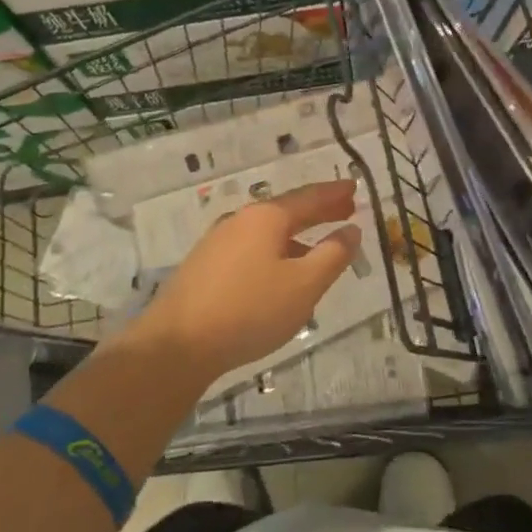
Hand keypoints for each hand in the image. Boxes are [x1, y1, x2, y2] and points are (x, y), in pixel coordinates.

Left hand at [133, 180, 362, 382]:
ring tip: (319, 247)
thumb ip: (332, 255)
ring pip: (268, 231)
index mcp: (267, 217)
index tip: (355, 186)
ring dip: (297, 234)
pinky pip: (251, 248)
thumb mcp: (304, 286)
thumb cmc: (250, 310)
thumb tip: (352, 230)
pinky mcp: (205, 266)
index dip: (334, 193)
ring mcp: (218, 242)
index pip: (309, 197)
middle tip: (345, 209)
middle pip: (287, 210)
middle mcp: (241, 220)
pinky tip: (280, 272)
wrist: (177, 344)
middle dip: (318, 210)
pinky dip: (276, 250)